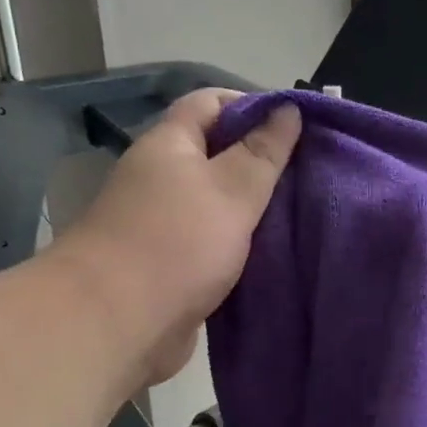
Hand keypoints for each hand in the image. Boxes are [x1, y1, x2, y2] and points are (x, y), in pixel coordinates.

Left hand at [60, 89, 301, 385]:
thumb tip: (288, 107)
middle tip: (310, 175)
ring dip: (254, 209)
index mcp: (169, 145)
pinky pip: (213, 244)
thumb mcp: (231, 190)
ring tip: (302, 213)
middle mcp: (161, 178)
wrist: (116, 324)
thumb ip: (263, 152)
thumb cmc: (176, 244)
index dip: (254, 106)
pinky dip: (241, 245)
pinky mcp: (171, 266)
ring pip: (218, 204)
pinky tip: (276, 254)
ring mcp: (163, 224)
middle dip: (261, 162)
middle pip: (216, 154)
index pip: (210, 103)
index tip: (297, 127)